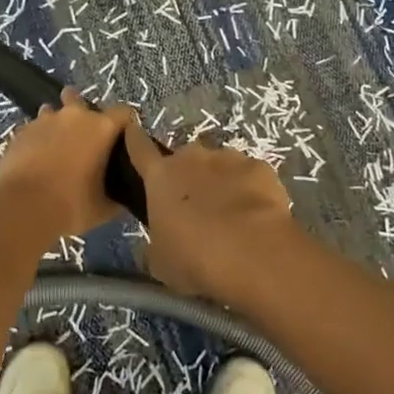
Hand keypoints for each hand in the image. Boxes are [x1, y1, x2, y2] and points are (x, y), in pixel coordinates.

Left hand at [0, 89, 124, 240]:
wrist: (21, 209)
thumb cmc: (70, 206)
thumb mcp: (103, 208)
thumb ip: (116, 196)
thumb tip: (121, 197)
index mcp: (101, 128)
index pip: (123, 112)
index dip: (125, 125)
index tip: (122, 141)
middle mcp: (74, 116)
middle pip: (81, 100)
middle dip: (84, 115)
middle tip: (84, 142)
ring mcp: (45, 120)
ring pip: (54, 112)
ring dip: (58, 125)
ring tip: (57, 148)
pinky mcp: (22, 131)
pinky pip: (35, 128)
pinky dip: (39, 138)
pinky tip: (36, 158)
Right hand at [110, 109, 297, 302]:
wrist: (251, 254)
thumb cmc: (194, 259)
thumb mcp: (160, 262)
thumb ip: (155, 243)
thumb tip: (158, 241)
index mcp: (161, 177)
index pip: (140, 148)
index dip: (135, 139)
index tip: (133, 131)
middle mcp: (192, 158)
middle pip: (185, 160)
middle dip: (189, 177)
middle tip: (197, 208)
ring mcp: (228, 158)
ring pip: (220, 166)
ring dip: (221, 183)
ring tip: (232, 216)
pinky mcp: (260, 167)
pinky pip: (250, 176)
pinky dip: (251, 191)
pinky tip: (257, 216)